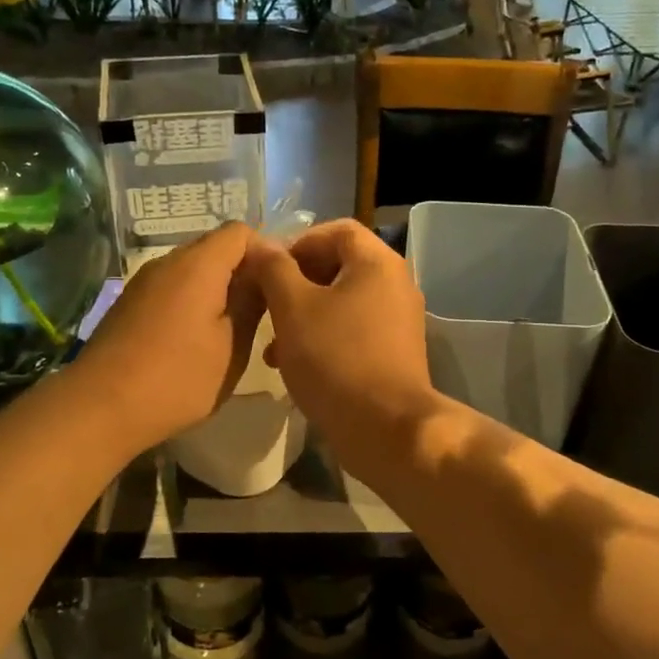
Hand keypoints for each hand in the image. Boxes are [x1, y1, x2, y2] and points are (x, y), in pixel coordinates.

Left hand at [71, 223, 266, 453]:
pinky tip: (195, 340)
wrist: (100, 407)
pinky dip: (192, 302)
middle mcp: (168, 262)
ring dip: (217, 290)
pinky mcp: (130, 304)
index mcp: (199, 264)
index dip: (265, 252)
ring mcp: (144, 282)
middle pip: (215, 248)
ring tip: (231, 330)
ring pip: (192, 270)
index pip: (241, 232)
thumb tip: (265, 272)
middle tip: (261, 312)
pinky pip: (172, 288)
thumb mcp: (232, 345)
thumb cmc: (178, 378)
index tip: (278, 288)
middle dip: (242, 272)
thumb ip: (252, 302)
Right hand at [243, 219, 440, 471]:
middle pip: (339, 266)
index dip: (298, 242)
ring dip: (304, 315)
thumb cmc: (336, 358)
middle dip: (296, 284)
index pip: (337, 230)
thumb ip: (273, 269)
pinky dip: (323, 338)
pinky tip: (294, 366)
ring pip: (342, 303)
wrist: (386, 428)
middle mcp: (395, 284)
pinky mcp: (394, 353)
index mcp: (378, 263)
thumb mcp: (293, 308)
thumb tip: (260, 244)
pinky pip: (353, 331)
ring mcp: (398, 321)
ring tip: (272, 346)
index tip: (269, 269)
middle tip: (267, 305)